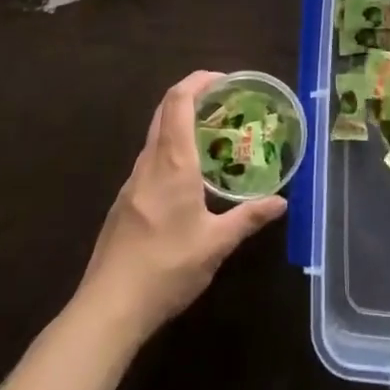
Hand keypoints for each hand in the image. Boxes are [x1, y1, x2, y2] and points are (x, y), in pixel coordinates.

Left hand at [76, 71, 286, 339]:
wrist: (108, 308)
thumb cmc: (166, 268)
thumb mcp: (216, 244)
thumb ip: (248, 218)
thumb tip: (281, 202)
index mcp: (172, 162)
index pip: (178, 101)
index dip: (198, 81)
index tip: (224, 80)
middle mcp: (149, 163)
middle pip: (164, 112)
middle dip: (193, 98)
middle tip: (224, 105)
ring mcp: (132, 183)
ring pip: (156, 137)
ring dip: (181, 126)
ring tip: (213, 139)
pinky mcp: (124, 203)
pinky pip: (150, 161)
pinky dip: (171, 151)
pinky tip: (189, 179)